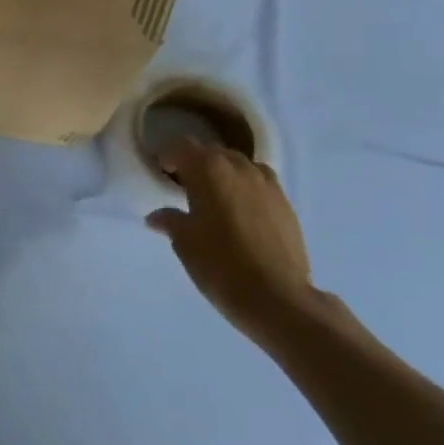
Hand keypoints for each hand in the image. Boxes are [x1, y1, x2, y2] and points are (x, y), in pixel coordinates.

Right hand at [147, 143, 315, 343]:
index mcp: (208, 169)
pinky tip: (242, 213)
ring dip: (224, 173)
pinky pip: (261, 183)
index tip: (161, 171)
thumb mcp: (184, 243)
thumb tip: (157, 216)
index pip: (181, 146)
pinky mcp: (286, 204)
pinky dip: (247, 189)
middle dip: (196, 164)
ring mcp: (267, 184)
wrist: (277, 298)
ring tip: (216, 198)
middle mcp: (239, 167)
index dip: (168, 155)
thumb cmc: (220, 264)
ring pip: (240, 165)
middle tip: (185, 187)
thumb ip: (170, 221)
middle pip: (212, 152)